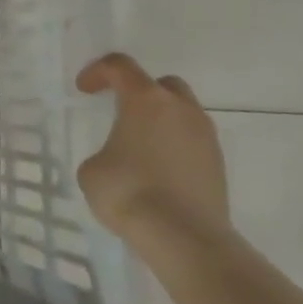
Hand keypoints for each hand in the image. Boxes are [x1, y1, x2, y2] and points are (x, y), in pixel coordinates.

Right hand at [75, 53, 229, 243]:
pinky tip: (157, 170)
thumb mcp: (92, 169)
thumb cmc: (129, 192)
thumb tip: (117, 159)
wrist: (184, 237)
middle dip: (139, 91)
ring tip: (138, 145)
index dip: (98, 72)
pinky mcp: (218, 164)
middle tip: (119, 110)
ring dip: (160, 120)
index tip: (84, 91)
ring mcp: (205, 136)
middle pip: (162, 84)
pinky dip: (174, 145)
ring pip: (182, 113)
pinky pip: (192, 141)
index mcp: (146, 101)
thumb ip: (103, 153)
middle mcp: (181, 110)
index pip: (120, 66)